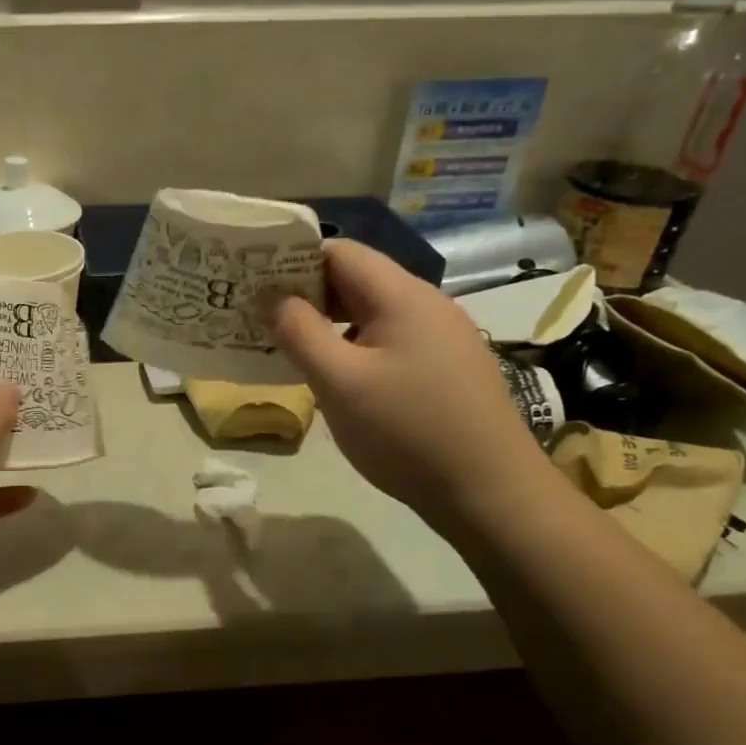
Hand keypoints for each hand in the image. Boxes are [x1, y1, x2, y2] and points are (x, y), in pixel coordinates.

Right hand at [268, 239, 549, 524]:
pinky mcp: (446, 368)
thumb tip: (272, 297)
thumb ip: (300, 333)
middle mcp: (427, 305)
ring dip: (329, 324)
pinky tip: (336, 378)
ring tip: (289, 348)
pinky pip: (390, 341)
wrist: (491, 492)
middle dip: (306, 294)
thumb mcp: (340, 383)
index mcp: (402, 296)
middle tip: (261, 319)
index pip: (340, 252)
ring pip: (372, 314)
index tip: (254, 283)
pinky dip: (355, 348)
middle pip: (356, 280)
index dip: (293, 260)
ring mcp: (442, 337)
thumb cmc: (407, 431)